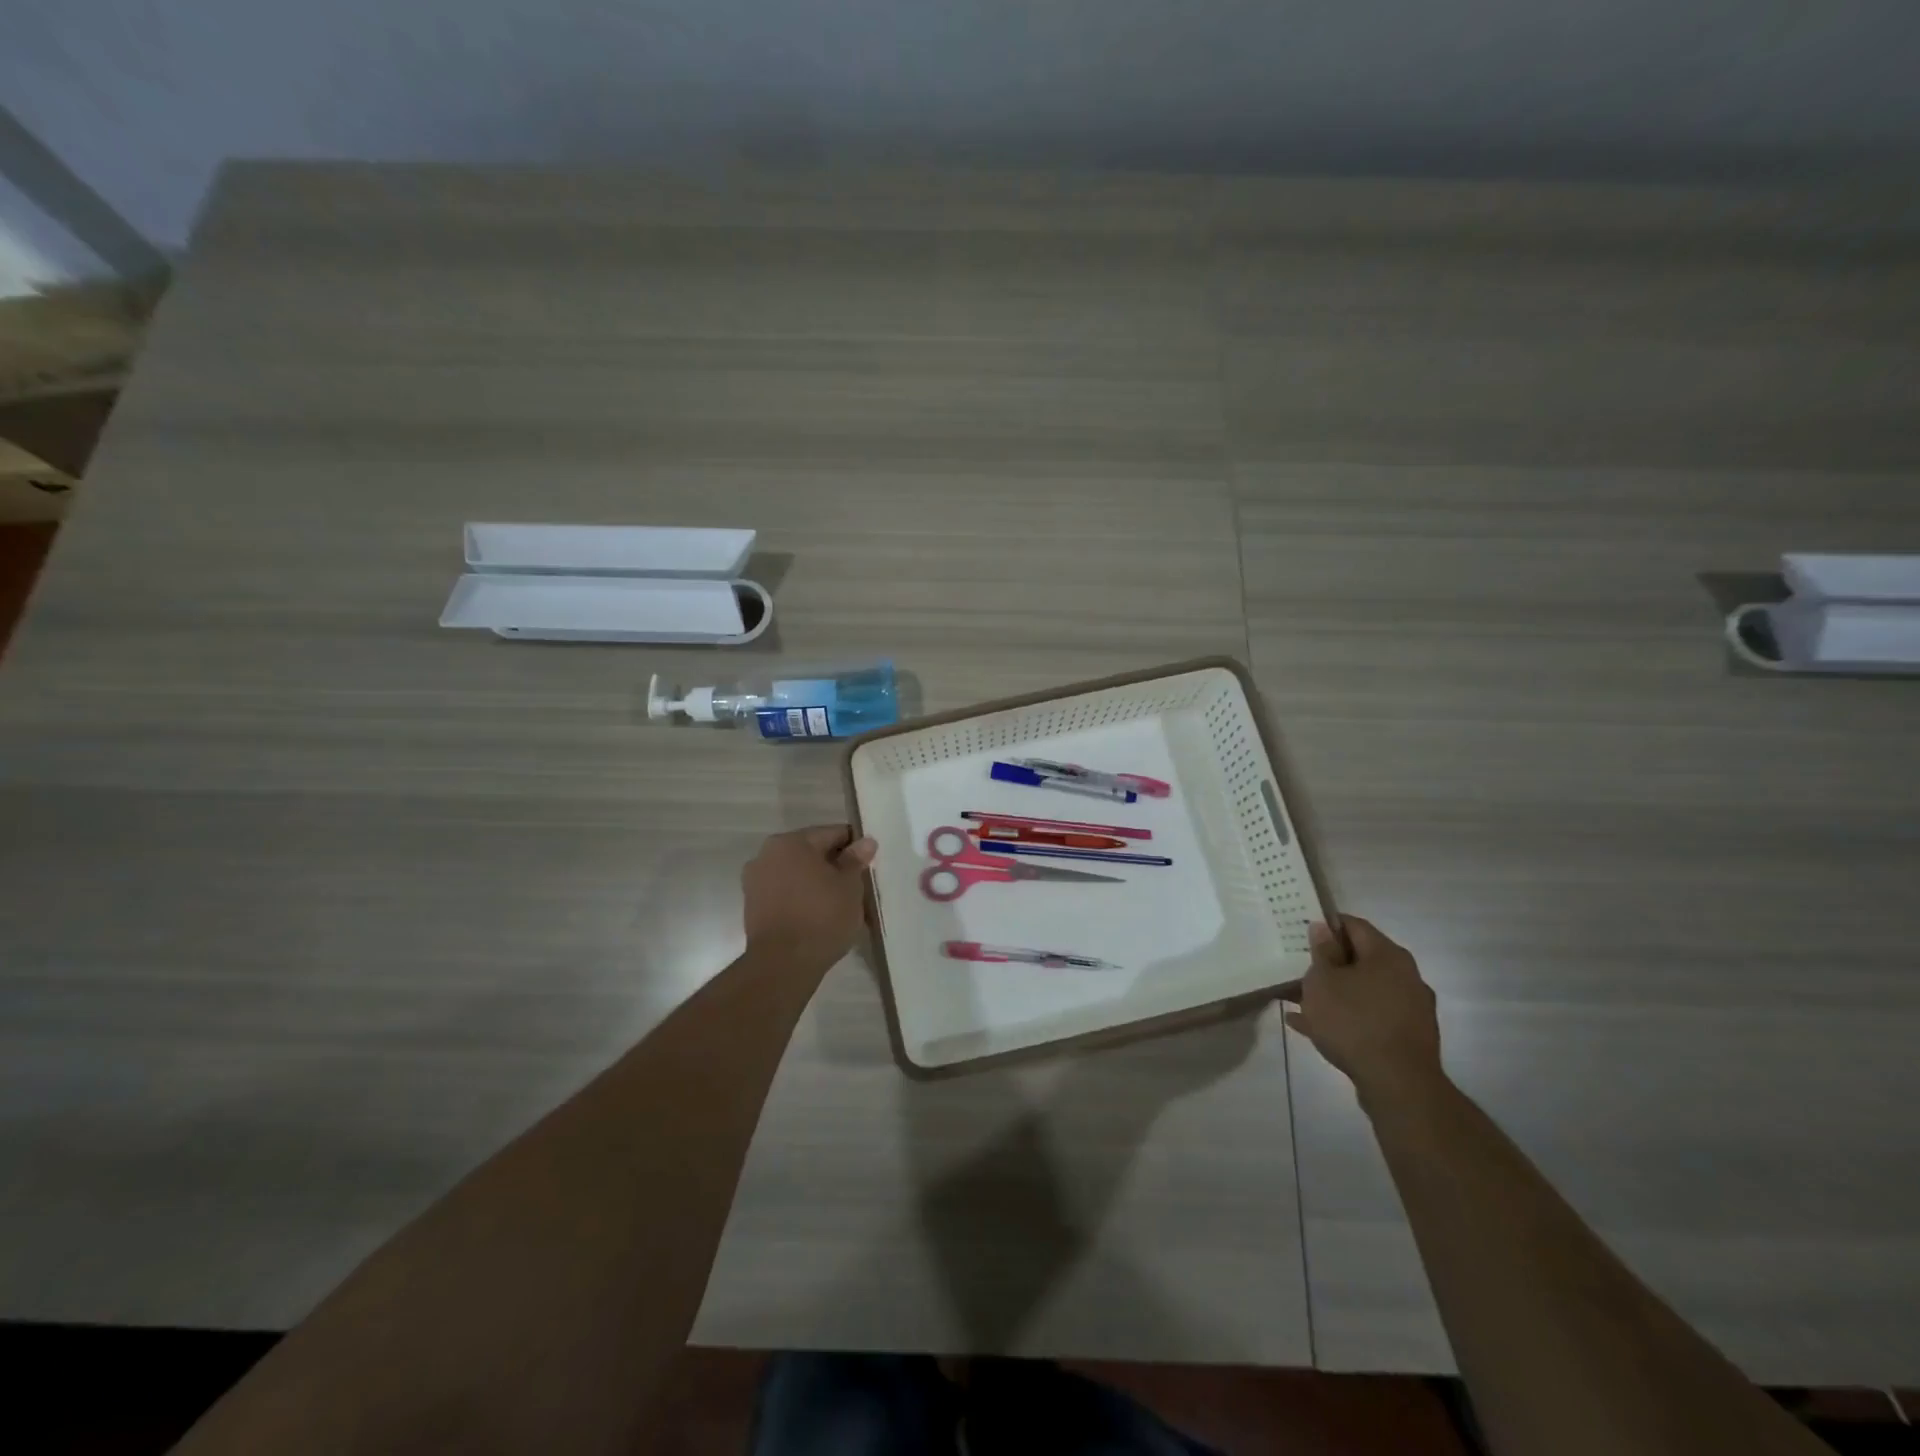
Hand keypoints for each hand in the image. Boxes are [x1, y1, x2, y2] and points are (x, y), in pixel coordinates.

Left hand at [741, 824, 877, 967]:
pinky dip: (801, 899)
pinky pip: (785, 893)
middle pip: (811, 853)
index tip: (869, 862)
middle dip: (833, 866)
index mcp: (791, 842)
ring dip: (816, 883)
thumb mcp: (849, 886)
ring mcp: (755, 881)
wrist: (783, 964)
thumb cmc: (821, 917)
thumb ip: (856, 860)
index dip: (854, 846)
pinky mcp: (752, 907)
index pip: (831, 834)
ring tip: (840, 904)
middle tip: (857, 885)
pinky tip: (819, 916)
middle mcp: (767, 854)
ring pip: (797, 874)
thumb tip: (865, 842)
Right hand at [1279, 917, 1444, 1109]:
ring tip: (1299, 1004)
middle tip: (1299, 971)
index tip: (1300, 934)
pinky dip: (1346, 1017)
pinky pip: (1370, 1016)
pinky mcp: (1408, 1036)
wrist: (1398, 1085)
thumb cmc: (1353, 1021)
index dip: (1325, 926)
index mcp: (1388, 955)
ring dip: (1335, 993)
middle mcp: (1406, 976)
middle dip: (1328, 965)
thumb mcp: (1323, 981)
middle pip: (1360, 959)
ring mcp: (1411, 1008)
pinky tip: (1315, 1028)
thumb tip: (1323, 928)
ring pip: (1363, 990)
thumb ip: (1322, 952)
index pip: (1353, 925)